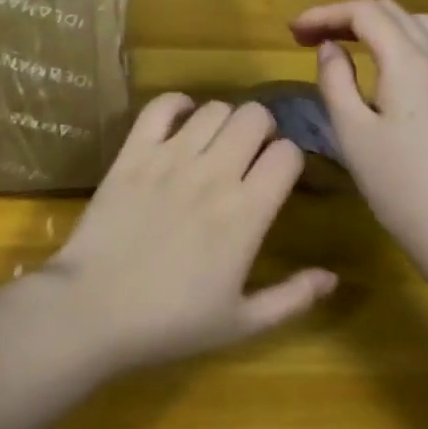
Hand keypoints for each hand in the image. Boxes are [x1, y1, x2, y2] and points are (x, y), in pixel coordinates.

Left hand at [44, 94, 337, 374]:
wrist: (94, 309)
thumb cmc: (171, 322)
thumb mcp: (241, 323)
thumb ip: (292, 298)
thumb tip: (333, 275)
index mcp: (246, 214)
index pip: (287, 154)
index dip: (289, 159)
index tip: (279, 175)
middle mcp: (213, 174)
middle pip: (255, 117)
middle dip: (262, 129)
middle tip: (251, 152)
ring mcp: (170, 157)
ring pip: (214, 108)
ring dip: (223, 120)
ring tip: (215, 142)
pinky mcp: (133, 151)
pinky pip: (161, 106)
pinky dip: (176, 105)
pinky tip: (180, 121)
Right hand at [290, 0, 427, 264]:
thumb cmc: (400, 187)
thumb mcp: (352, 132)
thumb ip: (335, 80)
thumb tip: (331, 48)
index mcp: (410, 61)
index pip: (365, 12)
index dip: (325, 14)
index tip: (294, 32)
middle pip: (392, 11)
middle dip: (349, 16)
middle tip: (313, 38)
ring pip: (418, 25)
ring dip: (379, 25)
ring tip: (347, 46)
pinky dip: (404, 41)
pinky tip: (386, 69)